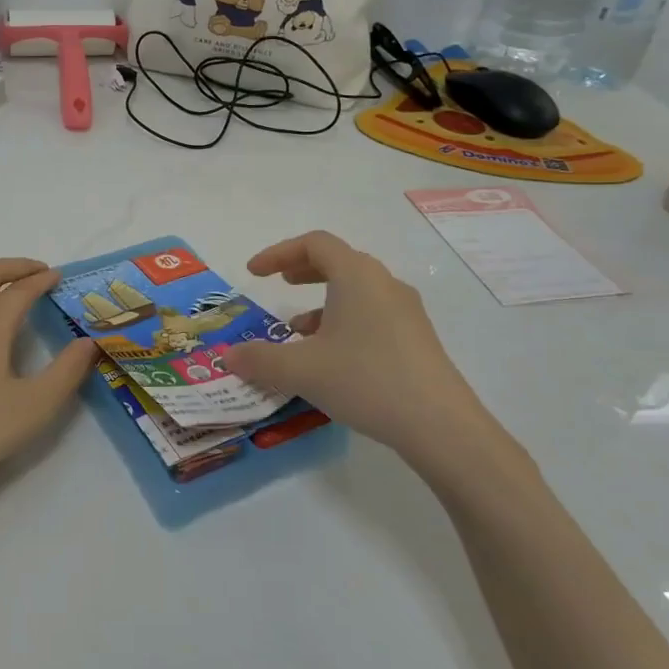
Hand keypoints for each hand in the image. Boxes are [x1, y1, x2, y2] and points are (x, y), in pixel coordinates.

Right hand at [219, 232, 528, 486]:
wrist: (440, 425)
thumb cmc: (365, 380)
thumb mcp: (301, 370)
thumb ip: (259, 360)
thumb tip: (228, 356)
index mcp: (356, 275)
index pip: (314, 243)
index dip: (279, 252)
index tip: (254, 273)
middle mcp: (383, 283)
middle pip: (339, 260)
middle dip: (304, 269)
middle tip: (280, 283)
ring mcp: (406, 310)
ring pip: (357, 289)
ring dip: (323, 300)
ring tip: (299, 331)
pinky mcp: (417, 337)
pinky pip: (372, 313)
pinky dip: (344, 320)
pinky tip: (332, 357)